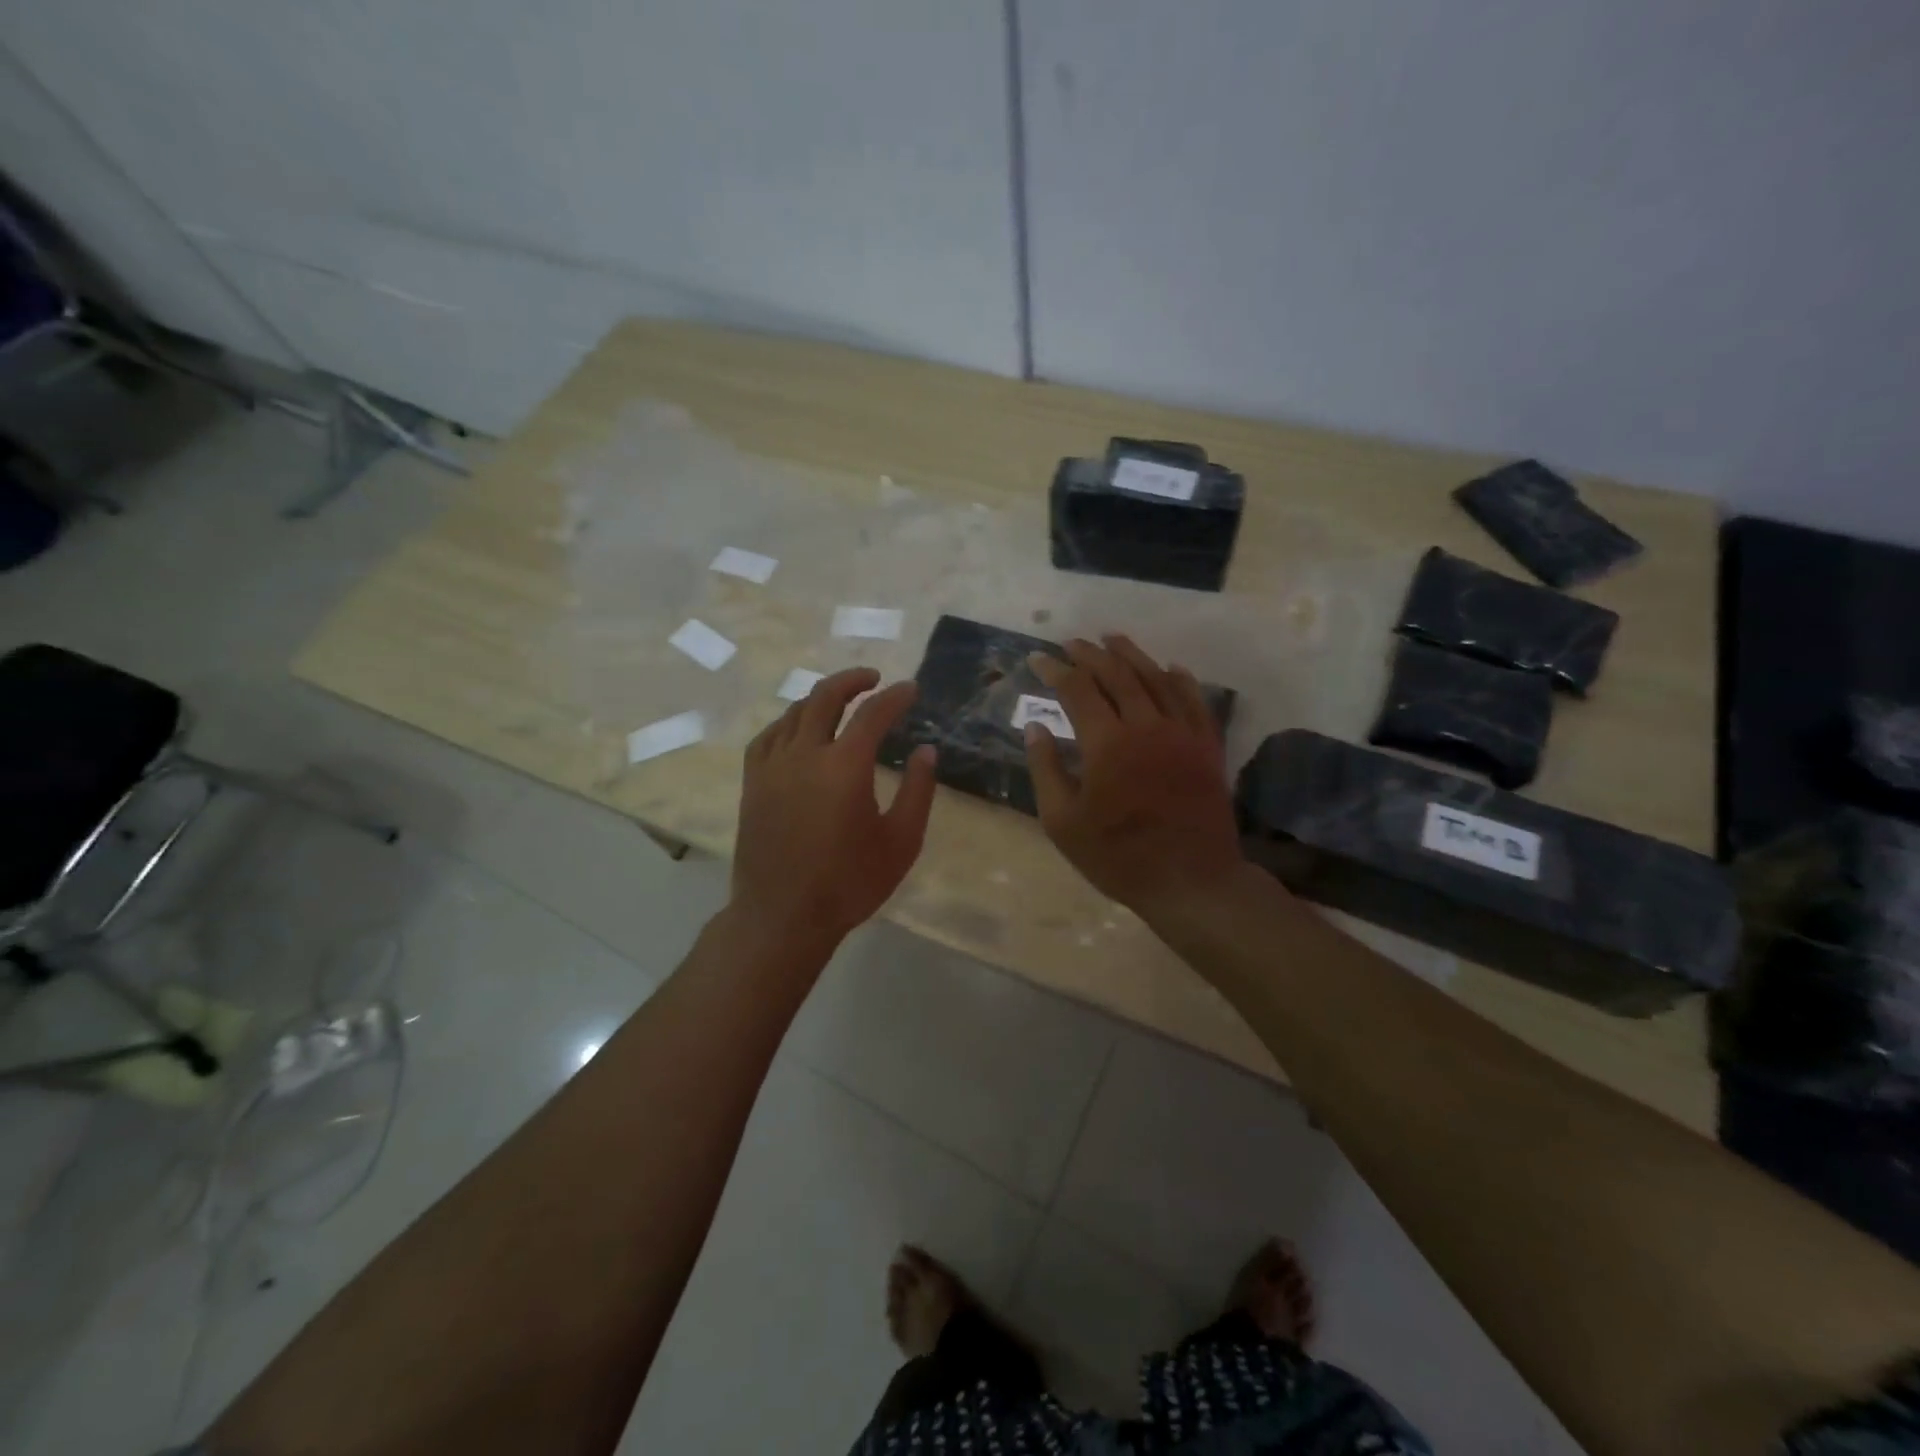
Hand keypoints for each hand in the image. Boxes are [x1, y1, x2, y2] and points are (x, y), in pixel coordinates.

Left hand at [731, 667, 937, 951]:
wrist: (782, 916)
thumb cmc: (849, 883)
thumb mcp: (901, 841)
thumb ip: (918, 791)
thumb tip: (926, 751)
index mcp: (844, 766)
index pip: (872, 714)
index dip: (895, 697)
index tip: (911, 689)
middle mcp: (804, 754)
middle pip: (825, 697)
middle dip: (852, 680)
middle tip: (874, 679)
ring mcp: (772, 767)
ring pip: (794, 713)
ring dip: (820, 698)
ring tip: (840, 700)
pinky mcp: (752, 784)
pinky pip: (767, 737)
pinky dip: (787, 722)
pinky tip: (797, 729)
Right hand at [1024, 635, 1245, 917]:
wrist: (1191, 881)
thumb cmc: (1117, 856)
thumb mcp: (1063, 822)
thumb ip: (1046, 769)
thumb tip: (1035, 727)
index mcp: (1106, 743)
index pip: (1077, 690)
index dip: (1055, 670)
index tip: (1038, 659)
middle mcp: (1146, 725)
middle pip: (1117, 675)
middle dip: (1091, 654)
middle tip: (1072, 643)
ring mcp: (1182, 733)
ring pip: (1156, 679)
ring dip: (1132, 655)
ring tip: (1113, 639)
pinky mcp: (1207, 747)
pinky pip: (1195, 701)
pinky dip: (1181, 680)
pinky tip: (1171, 668)